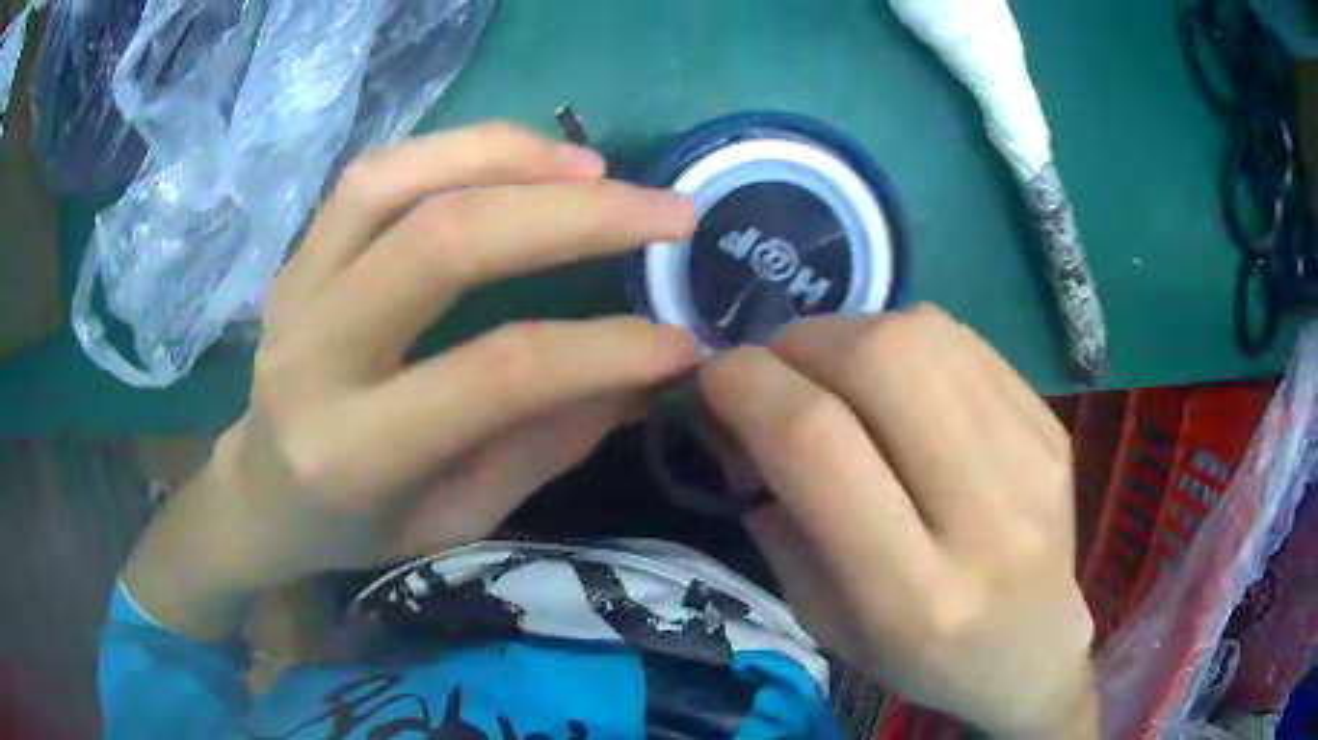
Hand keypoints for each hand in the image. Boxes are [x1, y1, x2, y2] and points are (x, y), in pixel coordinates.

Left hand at [124, 123, 696, 638]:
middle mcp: (312, 356)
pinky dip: (454, 149)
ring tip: (593, 168)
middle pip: (441, 245)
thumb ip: (543, 443)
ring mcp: (293, 290)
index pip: (494, 374)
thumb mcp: (456, 520)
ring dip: (507, 157)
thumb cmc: (356, 528)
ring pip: (395, 182)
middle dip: (573, 216)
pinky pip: (371, 175)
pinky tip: (517, 158)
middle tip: (666, 212)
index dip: (602, 348)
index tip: (680, 339)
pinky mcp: (295, 256)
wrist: (259, 496)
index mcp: (353, 452)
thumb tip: (639, 373)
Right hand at [700, 306, 1095, 737]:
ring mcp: (1032, 457)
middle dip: (801, 345)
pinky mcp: (1051, 423)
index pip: (817, 444)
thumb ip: (779, 520)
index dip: (748, 387)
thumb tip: (741, 417)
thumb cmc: (921, 658)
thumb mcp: (825, 623)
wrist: (1035, 649)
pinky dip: (904, 340)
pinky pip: (962, 340)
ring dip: (851, 333)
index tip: (714, 381)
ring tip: (835, 373)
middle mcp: (985, 517)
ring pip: (923, 335)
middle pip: (881, 361)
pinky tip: (897, 382)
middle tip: (778, 372)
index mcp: (913, 594)